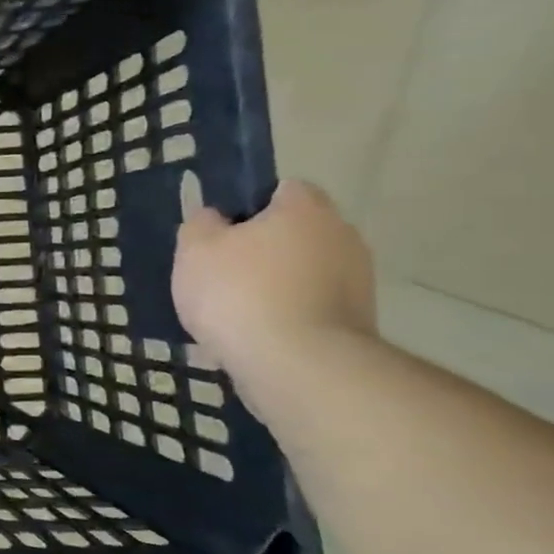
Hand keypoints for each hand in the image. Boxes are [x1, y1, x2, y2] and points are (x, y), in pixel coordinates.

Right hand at [173, 181, 376, 386]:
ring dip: (274, 285)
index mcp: (305, 209)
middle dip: (263, 248)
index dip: (249, 205)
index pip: (283, 189)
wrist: (296, 365)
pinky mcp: (359, 322)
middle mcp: (342, 236)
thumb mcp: (195, 249)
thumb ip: (201, 224)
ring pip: (303, 272)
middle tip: (221, 272)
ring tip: (233, 313)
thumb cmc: (238, 292)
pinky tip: (254, 337)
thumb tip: (215, 218)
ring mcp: (357, 281)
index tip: (221, 230)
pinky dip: (286, 316)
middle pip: (296, 232)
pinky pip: (310, 307)